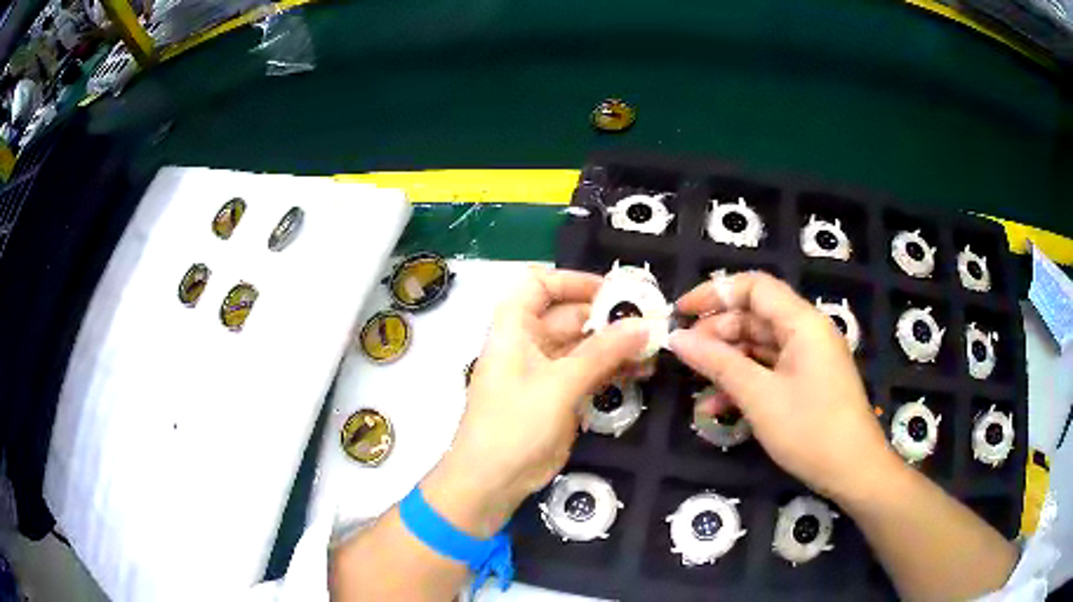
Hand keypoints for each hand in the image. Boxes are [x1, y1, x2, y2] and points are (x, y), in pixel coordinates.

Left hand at [422, 267, 647, 537]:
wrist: (493, 480)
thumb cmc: (514, 424)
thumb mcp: (559, 385)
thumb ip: (602, 353)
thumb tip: (642, 324)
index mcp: (514, 328)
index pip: (539, 285)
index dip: (572, 281)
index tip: (611, 290)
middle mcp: (530, 343)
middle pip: (569, 315)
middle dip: (608, 316)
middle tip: (650, 319)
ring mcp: (546, 371)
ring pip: (585, 345)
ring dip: (616, 344)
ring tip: (653, 346)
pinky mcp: (560, 396)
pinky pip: (590, 372)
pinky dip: (613, 368)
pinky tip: (642, 369)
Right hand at [669, 271, 900, 501]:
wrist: (853, 471)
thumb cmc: (810, 430)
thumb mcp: (759, 397)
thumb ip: (718, 363)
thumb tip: (677, 338)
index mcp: (802, 323)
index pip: (754, 287)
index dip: (715, 293)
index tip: (680, 312)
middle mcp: (807, 332)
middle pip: (755, 317)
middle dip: (717, 334)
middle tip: (685, 358)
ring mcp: (808, 358)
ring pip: (760, 346)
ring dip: (728, 363)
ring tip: (698, 386)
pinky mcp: (807, 381)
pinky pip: (770, 370)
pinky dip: (745, 382)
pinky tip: (719, 407)